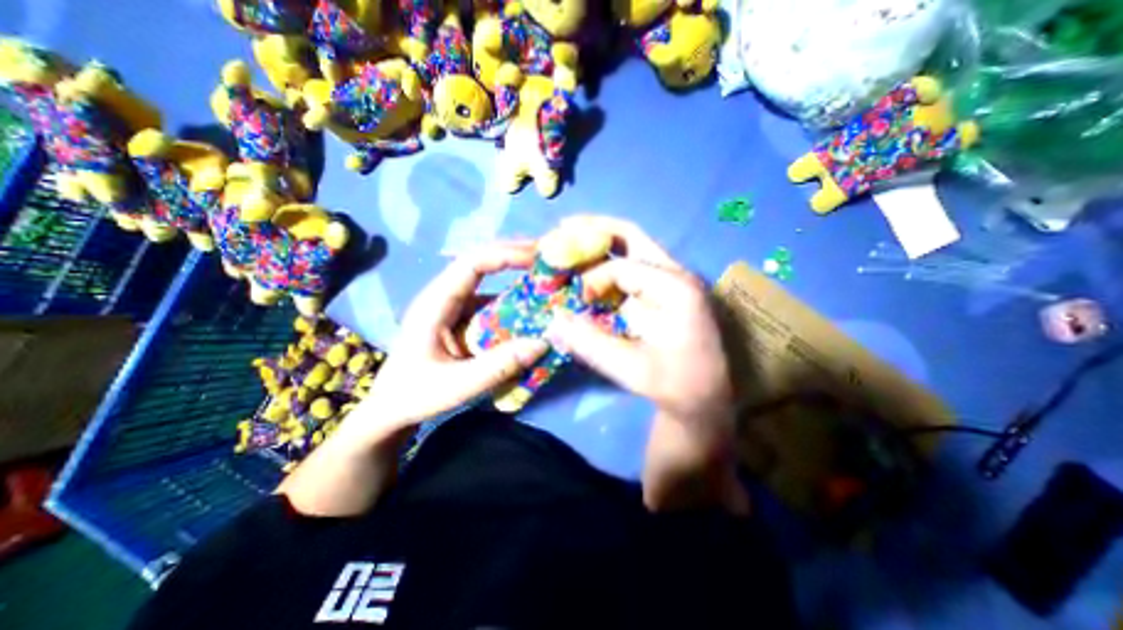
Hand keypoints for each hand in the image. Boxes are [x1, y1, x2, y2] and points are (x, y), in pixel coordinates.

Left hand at [359, 243, 548, 429]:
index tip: (538, 257)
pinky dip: (516, 303)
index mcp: (435, 303)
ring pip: (492, 284)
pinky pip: (494, 305)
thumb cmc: (415, 396)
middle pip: (483, 264)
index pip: (472, 263)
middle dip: (517, 257)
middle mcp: (446, 297)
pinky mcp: (465, 321)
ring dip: (520, 280)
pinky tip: (535, 310)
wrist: (392, 410)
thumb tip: (543, 342)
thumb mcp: (457, 386)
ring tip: (551, 282)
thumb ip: (499, 366)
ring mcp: (457, 308)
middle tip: (551, 261)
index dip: (505, 255)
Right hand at [547, 217, 739, 427]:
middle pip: (631, 237)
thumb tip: (553, 320)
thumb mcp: (632, 369)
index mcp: (675, 289)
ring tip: (570, 236)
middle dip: (594, 229)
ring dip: (600, 241)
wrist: (704, 397)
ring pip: (632, 246)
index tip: (578, 301)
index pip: (623, 268)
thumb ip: (591, 343)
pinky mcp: (663, 290)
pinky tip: (588, 264)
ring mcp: (671, 279)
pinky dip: (607, 260)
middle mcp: (675, 274)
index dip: (593, 280)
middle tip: (562, 227)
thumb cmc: (675, 384)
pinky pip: (632, 264)